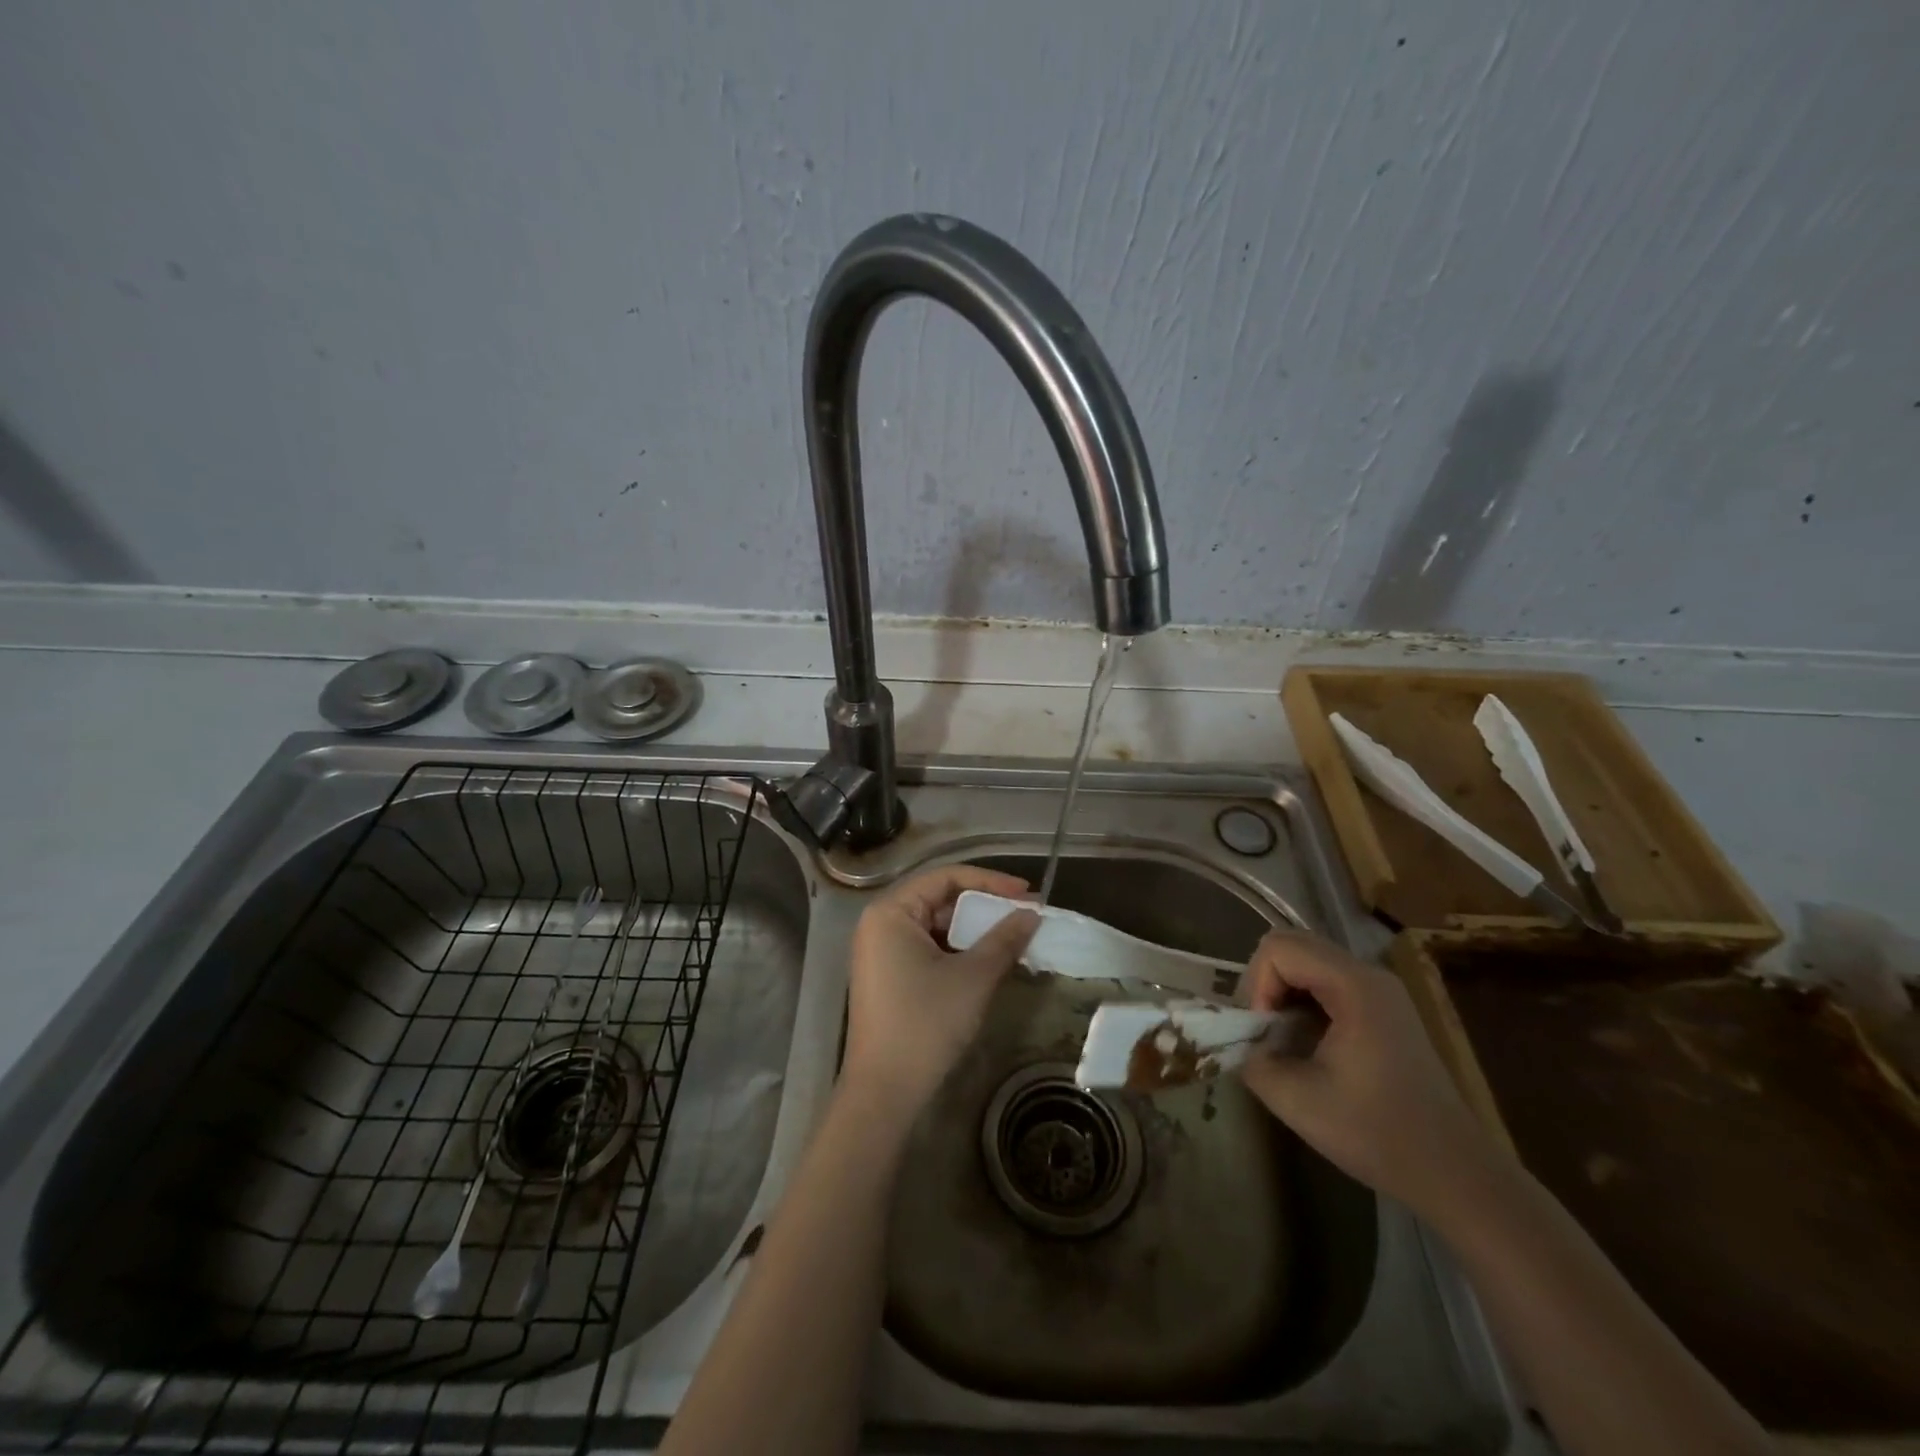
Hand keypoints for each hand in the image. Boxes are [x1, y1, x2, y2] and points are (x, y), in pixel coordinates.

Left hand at [842, 866, 1039, 1111]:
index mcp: (891, 911)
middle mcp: (881, 923)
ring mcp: (881, 951)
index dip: (990, 881)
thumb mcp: (973, 977)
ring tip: (1014, 938)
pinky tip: (989, 960)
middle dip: (984, 907)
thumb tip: (1031, 915)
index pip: (946, 877)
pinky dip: (959, 950)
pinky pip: (928, 948)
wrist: (884, 1093)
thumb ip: (1003, 939)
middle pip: (940, 899)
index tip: (1027, 893)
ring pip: (936, 926)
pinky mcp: (888, 976)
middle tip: (1026, 916)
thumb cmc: (925, 1024)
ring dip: (974, 930)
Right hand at [1237, 929, 1497, 1212]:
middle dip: (1265, 982)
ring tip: (1282, 1036)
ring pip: (1309, 960)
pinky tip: (1307, 1041)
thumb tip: (1237, 1042)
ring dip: (1284, 990)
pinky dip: (1305, 999)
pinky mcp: (1385, 1008)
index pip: (1279, 948)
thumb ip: (1251, 1059)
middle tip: (1264, 1028)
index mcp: (1354, 986)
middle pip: (1294, 945)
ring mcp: (1381, 990)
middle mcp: (1369, 975)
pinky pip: (1328, 981)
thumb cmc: (1375, 1133)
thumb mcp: (1295, 1099)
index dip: (1257, 984)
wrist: (1453, 1172)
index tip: (1263, 1031)